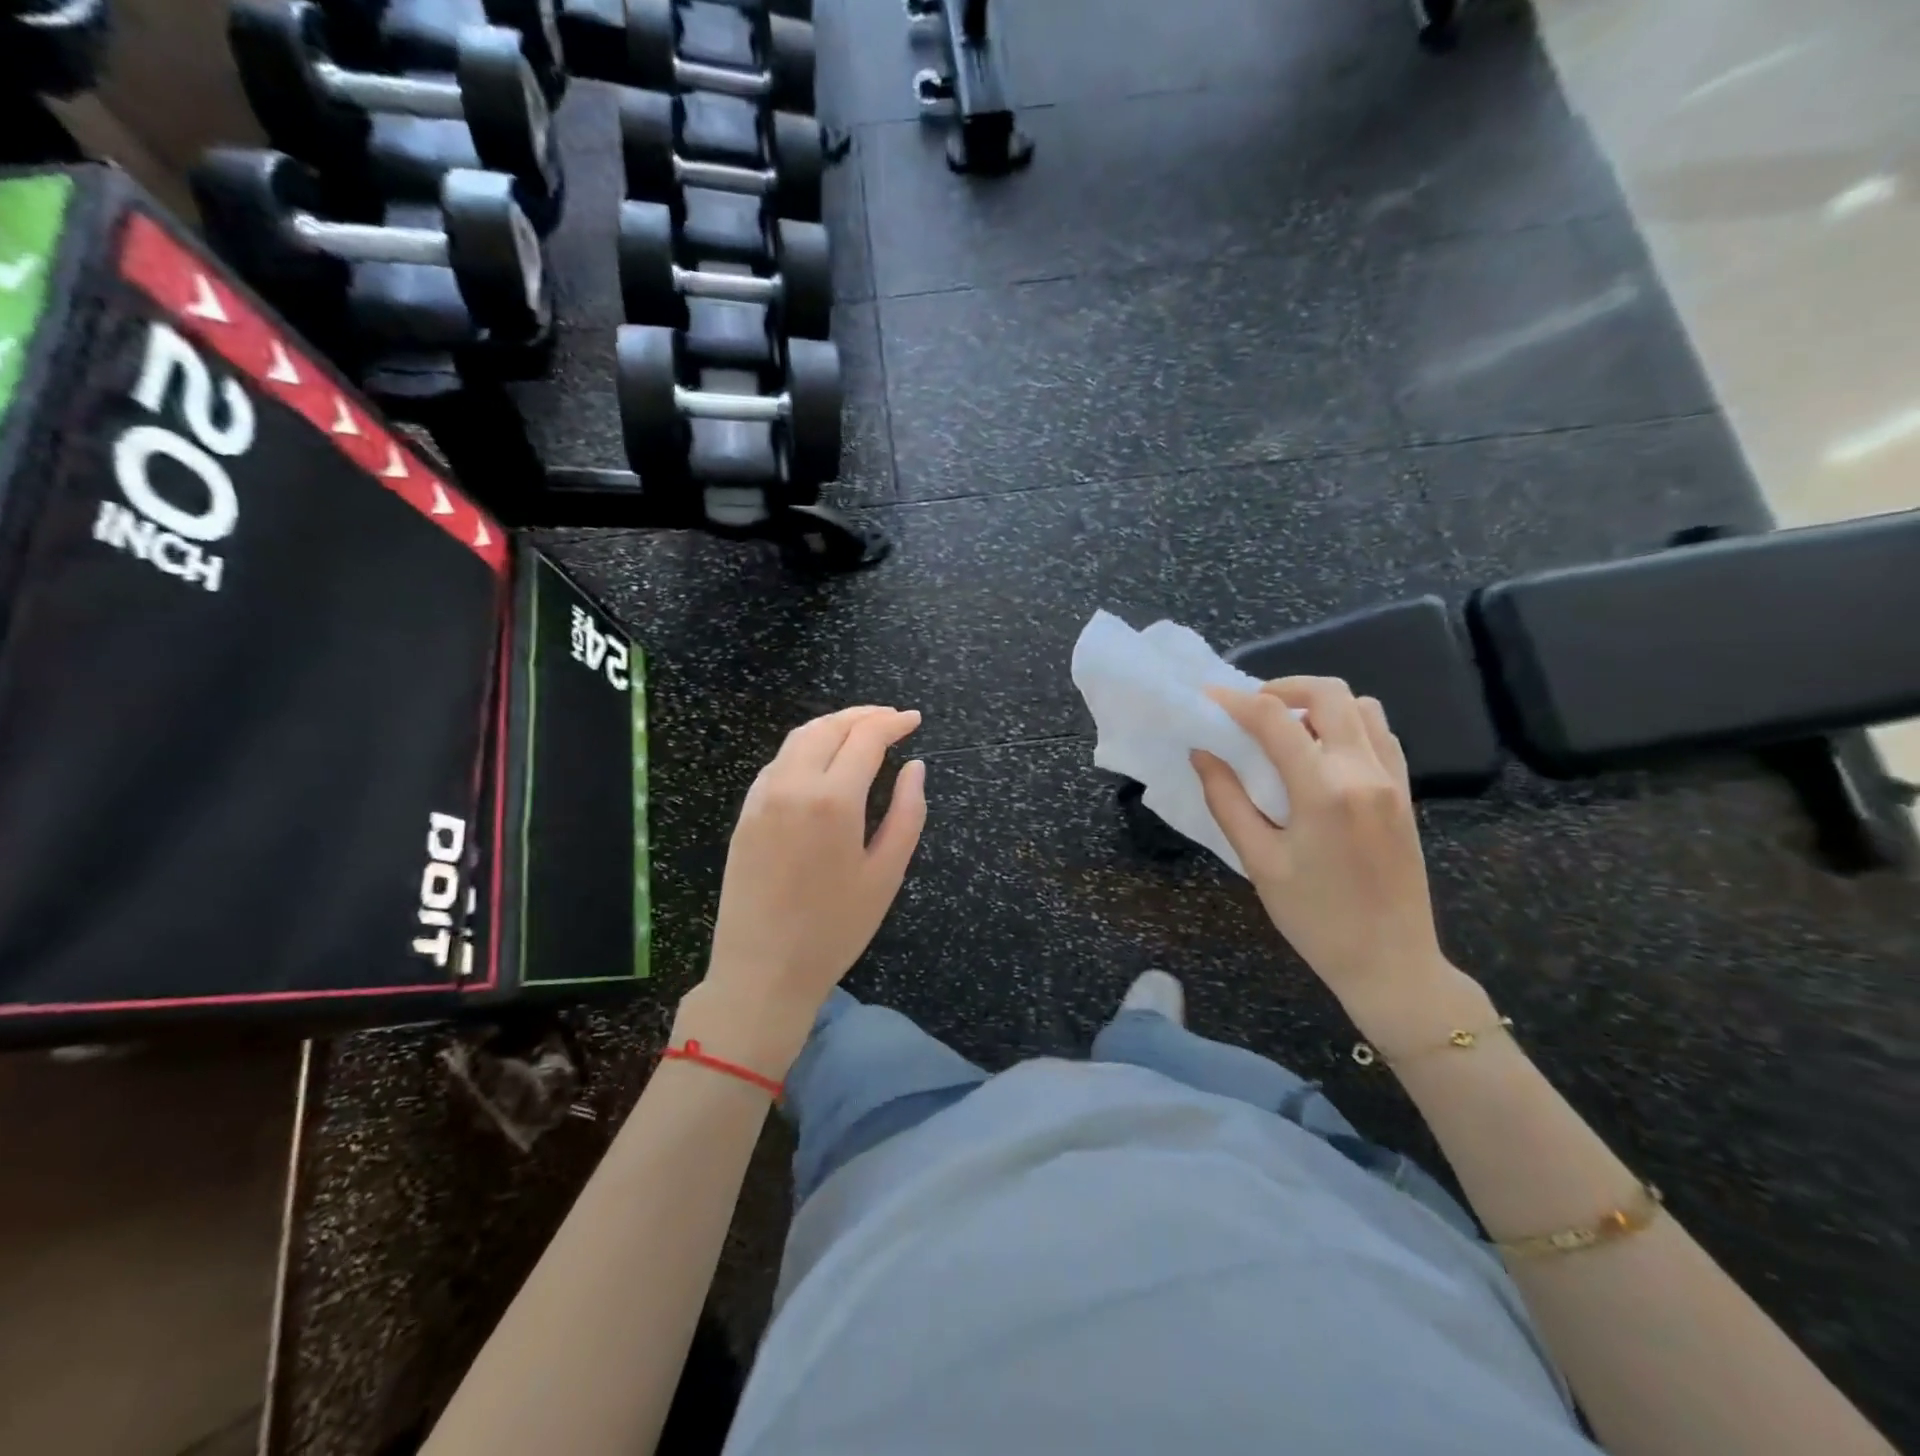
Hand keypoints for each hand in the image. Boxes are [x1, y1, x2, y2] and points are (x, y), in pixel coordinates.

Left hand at [692, 706, 926, 1073]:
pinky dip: (805, 747)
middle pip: (828, 727)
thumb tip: (915, 768)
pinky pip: (778, 763)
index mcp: (833, 800)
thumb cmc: (835, 929)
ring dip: (832, 725)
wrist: (762, 972)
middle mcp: (792, 785)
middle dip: (863, 715)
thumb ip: (906, 813)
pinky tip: (823, 761)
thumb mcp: (886, 874)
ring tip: (861, 731)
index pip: (866, 738)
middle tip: (892, 719)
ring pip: (798, 738)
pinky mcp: (745, 814)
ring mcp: (762, 798)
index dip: (893, 723)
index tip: (914, 720)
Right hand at [1193, 678, 1456, 1020]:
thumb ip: (1227, 800)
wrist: (1391, 963)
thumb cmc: (1315, 918)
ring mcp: (1392, 779)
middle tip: (1249, 708)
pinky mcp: (1405, 792)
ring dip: (1319, 705)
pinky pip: (1380, 734)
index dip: (1235, 701)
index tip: (1207, 697)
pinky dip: (1347, 725)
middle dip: (1282, 687)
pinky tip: (1320, 754)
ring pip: (1361, 706)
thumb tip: (1203, 753)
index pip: (1274, 720)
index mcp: (1325, 791)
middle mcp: (1365, 772)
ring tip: (1285, 730)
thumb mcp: (1259, 862)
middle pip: (1329, 693)